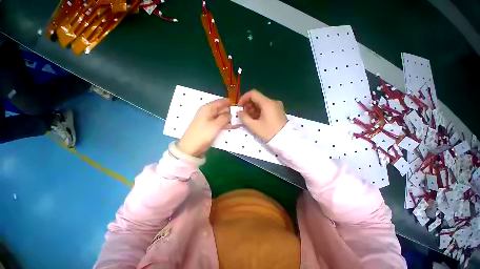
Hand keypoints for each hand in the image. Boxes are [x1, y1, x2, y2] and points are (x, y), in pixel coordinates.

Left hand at [178, 98, 236, 156]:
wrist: (191, 148)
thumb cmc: (203, 134)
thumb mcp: (215, 125)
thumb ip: (225, 118)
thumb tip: (231, 113)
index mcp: (208, 108)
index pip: (221, 102)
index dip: (230, 103)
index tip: (240, 105)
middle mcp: (209, 112)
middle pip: (222, 109)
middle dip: (231, 112)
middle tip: (241, 115)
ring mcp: (210, 120)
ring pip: (222, 117)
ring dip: (230, 119)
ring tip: (240, 121)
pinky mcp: (211, 127)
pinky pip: (220, 123)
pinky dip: (226, 124)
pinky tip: (234, 126)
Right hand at [237, 89, 287, 141]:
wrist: (285, 140)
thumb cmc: (269, 133)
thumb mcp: (254, 126)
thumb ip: (244, 117)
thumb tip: (239, 112)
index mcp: (267, 103)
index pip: (253, 93)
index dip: (243, 98)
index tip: (239, 107)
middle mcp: (273, 102)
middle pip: (257, 98)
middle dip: (248, 105)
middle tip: (243, 114)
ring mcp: (277, 106)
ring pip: (261, 103)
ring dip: (253, 108)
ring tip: (249, 118)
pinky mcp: (278, 111)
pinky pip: (266, 107)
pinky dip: (259, 111)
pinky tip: (256, 119)